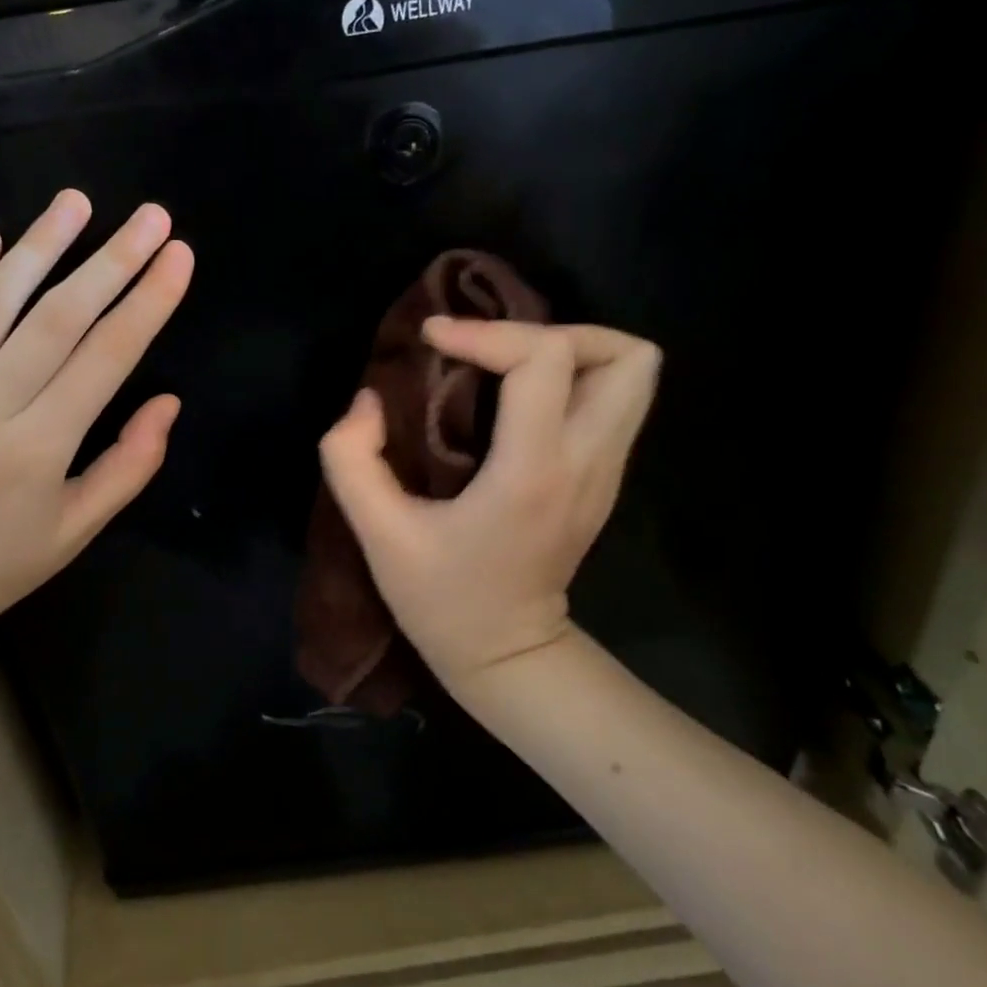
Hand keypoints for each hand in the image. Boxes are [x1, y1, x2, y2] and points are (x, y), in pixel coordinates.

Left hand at [0, 190, 193, 656]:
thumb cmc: (0, 565)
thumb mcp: (79, 529)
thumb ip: (130, 464)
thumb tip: (168, 401)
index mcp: (38, 447)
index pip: (107, 357)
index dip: (148, 302)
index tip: (178, 257)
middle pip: (59, 317)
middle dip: (112, 260)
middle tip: (151, 217)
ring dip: (39, 246)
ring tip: (76, 202)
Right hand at [318, 318, 660, 692]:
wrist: (508, 656)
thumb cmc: (442, 599)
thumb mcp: (378, 536)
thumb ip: (352, 459)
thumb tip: (368, 399)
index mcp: (532, 472)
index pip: (544, 360)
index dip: (486, 332)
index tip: (433, 338)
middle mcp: (586, 462)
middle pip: (626, 356)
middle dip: (555, 330)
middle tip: (493, 348)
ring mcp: (606, 470)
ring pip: (634, 373)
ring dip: (572, 349)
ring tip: (510, 361)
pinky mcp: (605, 477)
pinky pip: (615, 399)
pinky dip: (573, 377)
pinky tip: (519, 395)